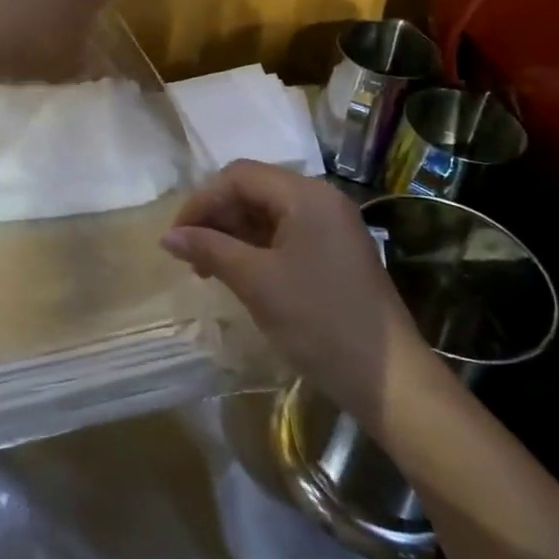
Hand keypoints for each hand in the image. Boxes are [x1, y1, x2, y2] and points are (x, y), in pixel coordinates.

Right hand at [161, 160, 435, 432]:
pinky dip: (256, 247)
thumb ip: (210, 249)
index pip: (239, 176)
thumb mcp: (256, 282)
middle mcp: (321, 199)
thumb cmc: (319, 321)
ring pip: (268, 213)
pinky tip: (238, 273)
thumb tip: (167, 237)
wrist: (390, 382)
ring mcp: (332, 226)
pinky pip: (286, 234)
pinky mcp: (336, 252)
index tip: (176, 237)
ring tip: (208, 268)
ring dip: (233, 234)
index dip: (201, 201)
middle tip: (189, 254)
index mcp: (305, 194)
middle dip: (216, 217)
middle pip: (254, 190)